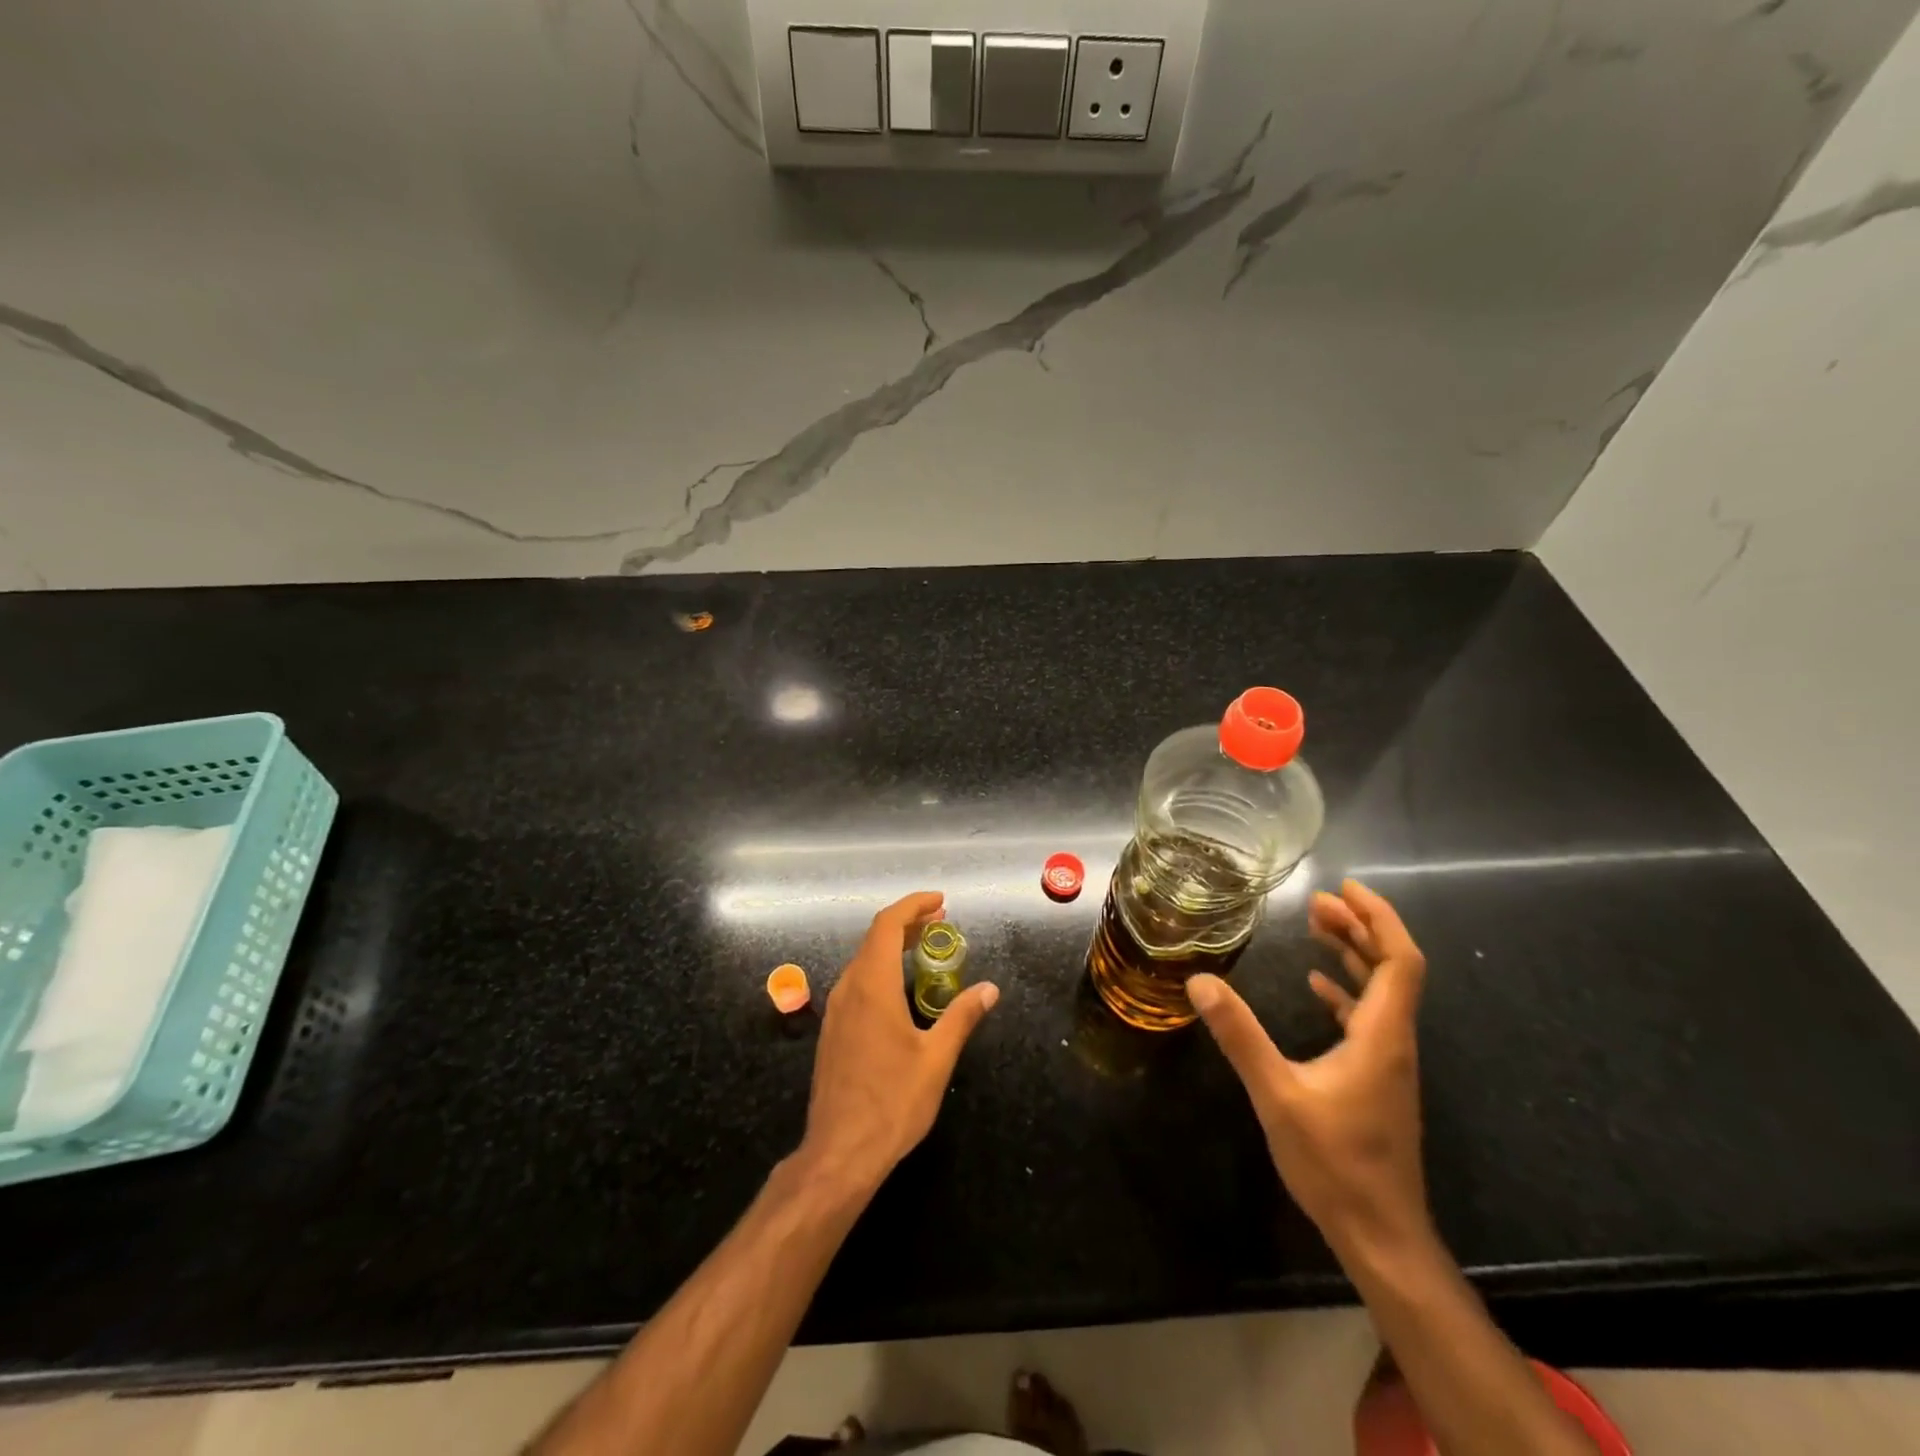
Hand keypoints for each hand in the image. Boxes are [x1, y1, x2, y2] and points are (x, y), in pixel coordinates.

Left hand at [799, 891, 999, 1192]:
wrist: (839, 1152)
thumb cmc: (892, 1102)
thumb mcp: (936, 1058)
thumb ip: (962, 1016)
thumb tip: (990, 989)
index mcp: (871, 986)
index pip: (887, 924)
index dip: (913, 906)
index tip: (940, 903)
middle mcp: (848, 989)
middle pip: (874, 938)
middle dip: (907, 924)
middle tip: (940, 923)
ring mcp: (836, 1011)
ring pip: (863, 961)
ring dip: (892, 946)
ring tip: (924, 949)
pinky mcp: (833, 1031)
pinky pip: (857, 983)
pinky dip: (881, 969)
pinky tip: (900, 989)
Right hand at [1187, 879, 1431, 1259]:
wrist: (1380, 1234)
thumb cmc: (1334, 1163)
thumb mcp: (1277, 1095)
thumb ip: (1240, 1036)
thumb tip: (1201, 981)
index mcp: (1382, 1036)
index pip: (1400, 961)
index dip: (1379, 918)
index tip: (1344, 890)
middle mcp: (1394, 1041)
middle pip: (1393, 968)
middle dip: (1360, 927)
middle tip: (1318, 902)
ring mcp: (1389, 1063)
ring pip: (1383, 992)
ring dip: (1355, 955)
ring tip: (1318, 928)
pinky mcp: (1378, 1080)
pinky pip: (1370, 1018)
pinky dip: (1347, 991)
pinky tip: (1318, 987)